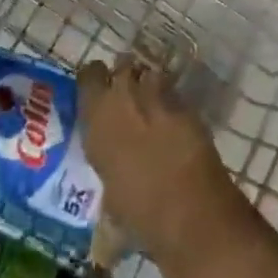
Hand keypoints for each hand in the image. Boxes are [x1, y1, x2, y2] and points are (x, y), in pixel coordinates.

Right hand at [78, 55, 236, 258]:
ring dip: (149, 85)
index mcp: (96, 117)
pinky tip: (176, 122)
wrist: (188, 210)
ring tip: (153, 107)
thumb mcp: (110, 197)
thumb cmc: (138, 212)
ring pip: (150, 73)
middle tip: (127, 99)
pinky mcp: (186, 104)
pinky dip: (173, 102)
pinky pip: (174, 92)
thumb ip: (108, 176)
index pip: (88, 74)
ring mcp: (156, 96)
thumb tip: (107, 207)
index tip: (98, 91)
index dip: (94, 80)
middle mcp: (123, 97)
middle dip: (125, 77)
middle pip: (122, 65)